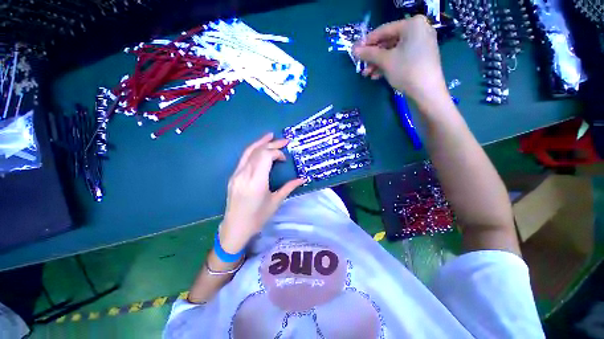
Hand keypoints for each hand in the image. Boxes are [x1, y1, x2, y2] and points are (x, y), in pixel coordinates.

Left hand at [219, 133, 305, 252]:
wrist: (235, 228)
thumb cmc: (258, 218)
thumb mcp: (276, 202)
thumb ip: (289, 187)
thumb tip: (303, 179)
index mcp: (256, 182)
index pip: (265, 156)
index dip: (277, 152)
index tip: (284, 159)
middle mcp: (244, 175)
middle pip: (258, 151)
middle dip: (272, 144)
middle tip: (284, 140)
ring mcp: (236, 174)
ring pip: (248, 152)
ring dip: (260, 142)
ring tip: (270, 136)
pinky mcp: (233, 176)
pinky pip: (243, 158)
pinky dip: (253, 150)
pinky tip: (259, 148)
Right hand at [353, 15, 448, 104]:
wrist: (426, 91)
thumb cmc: (406, 70)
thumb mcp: (385, 61)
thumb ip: (369, 53)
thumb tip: (354, 49)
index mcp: (412, 24)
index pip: (384, 30)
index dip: (367, 41)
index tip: (356, 51)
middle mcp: (418, 30)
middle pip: (389, 41)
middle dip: (373, 56)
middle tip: (361, 65)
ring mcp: (421, 44)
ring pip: (393, 51)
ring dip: (378, 63)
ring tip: (366, 74)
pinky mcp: (420, 57)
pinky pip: (400, 57)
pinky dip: (388, 65)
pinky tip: (377, 76)